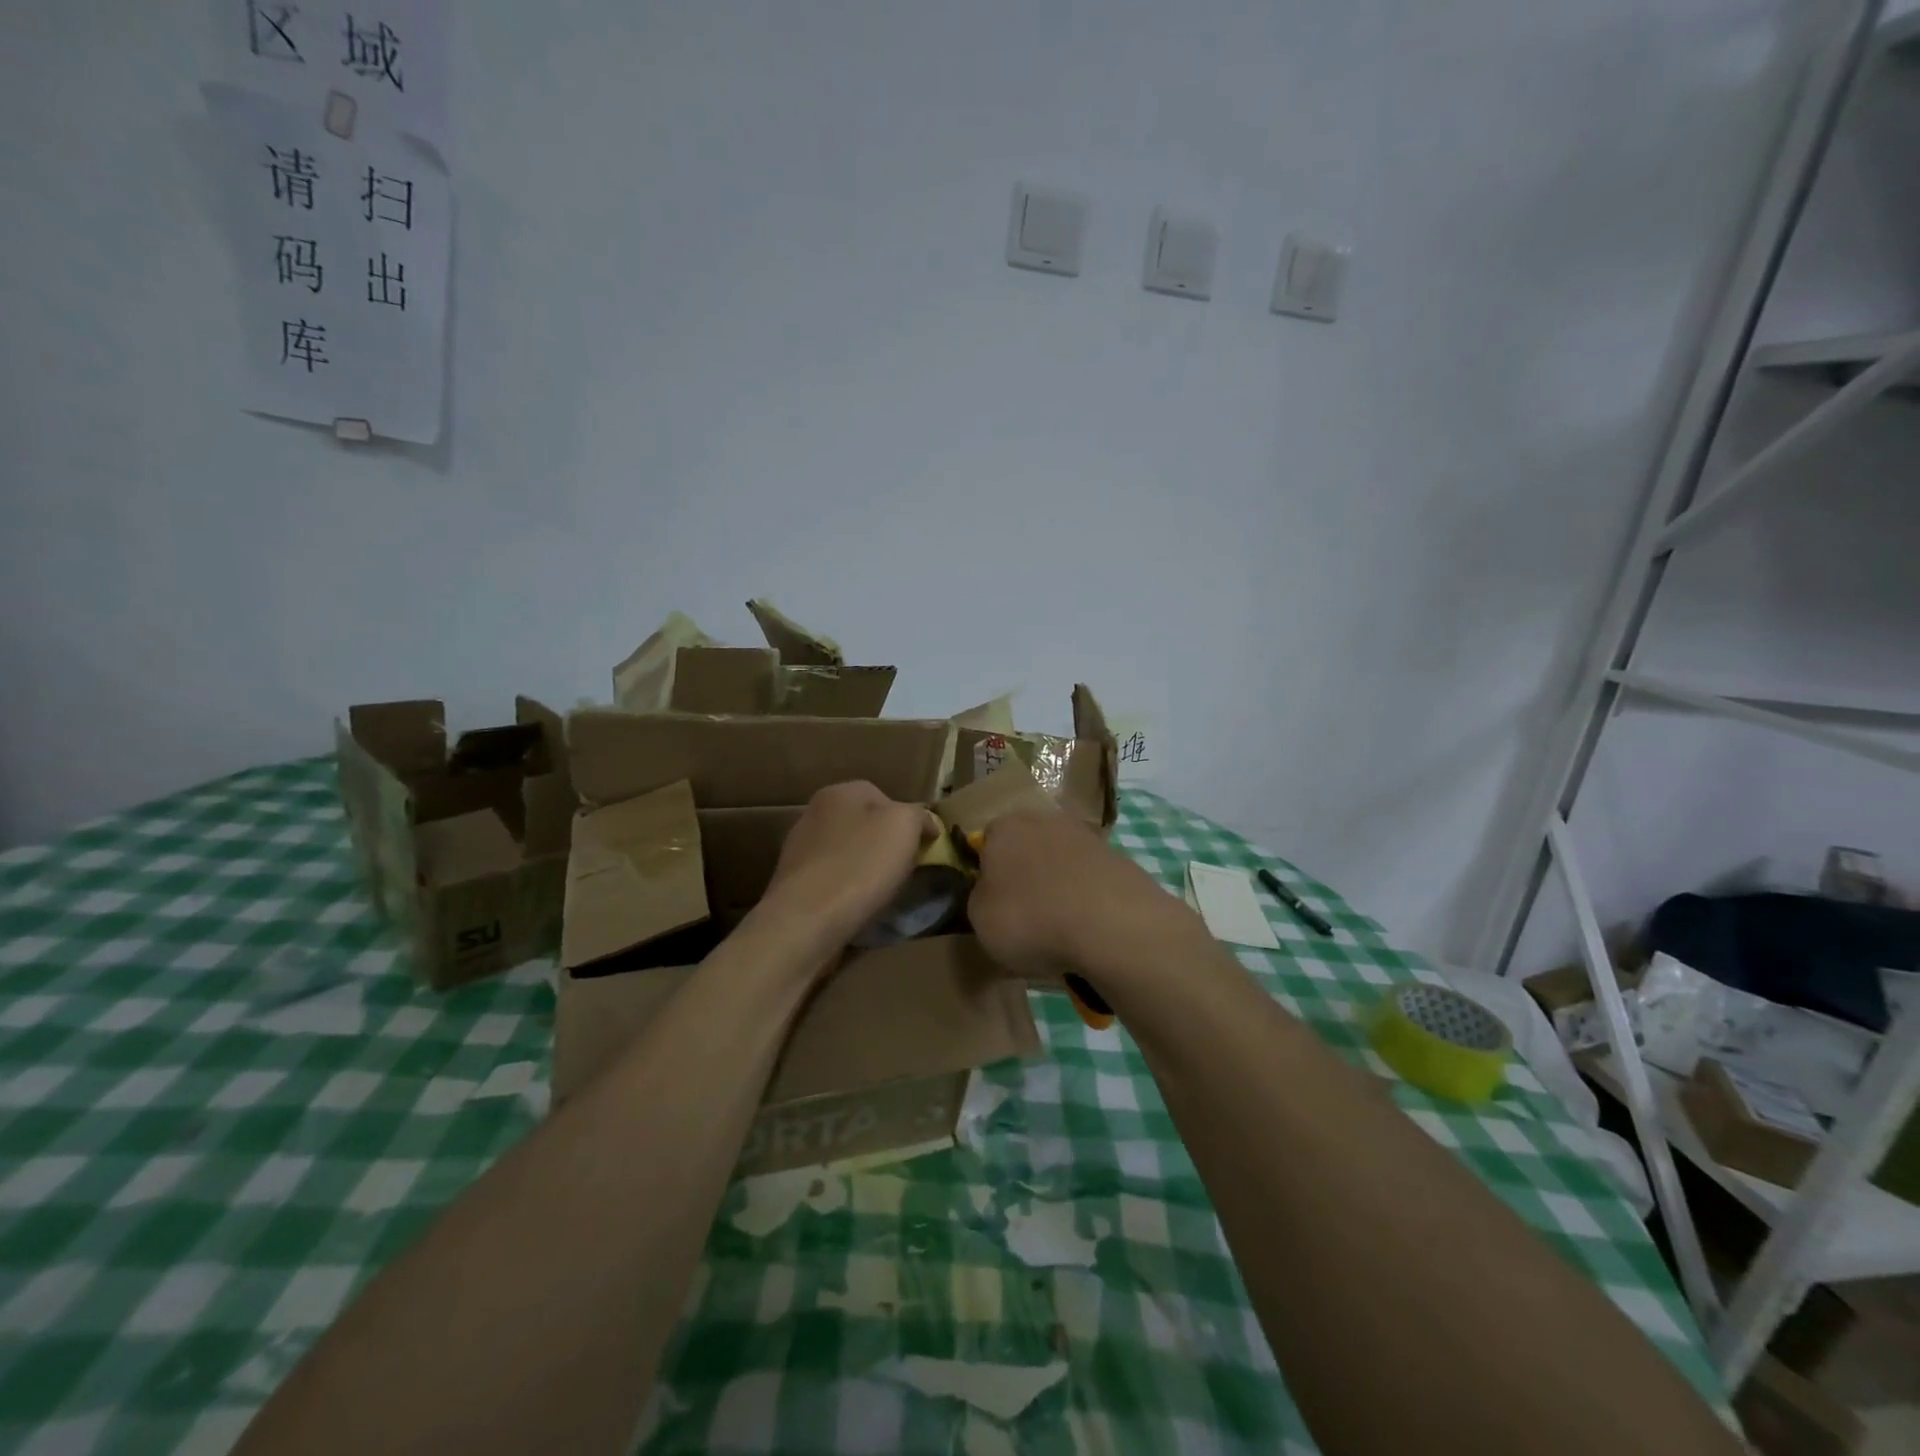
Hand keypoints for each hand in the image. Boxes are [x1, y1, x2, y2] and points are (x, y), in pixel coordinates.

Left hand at [758, 781, 939, 951]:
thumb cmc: (861, 865)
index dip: (908, 820)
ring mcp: (798, 849)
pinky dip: (846, 889)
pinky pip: (830, 879)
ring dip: (864, 867)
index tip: (923, 846)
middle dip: (885, 844)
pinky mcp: (792, 884)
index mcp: (839, 792)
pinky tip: (855, 906)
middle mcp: (813, 813)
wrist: (806, 920)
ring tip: (881, 891)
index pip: (884, 796)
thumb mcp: (905, 826)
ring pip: (846, 852)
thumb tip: (925, 823)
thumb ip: (919, 815)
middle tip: (905, 868)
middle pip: (863, 824)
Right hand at [967, 811, 1199, 980]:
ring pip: (1061, 862)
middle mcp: (1044, 820)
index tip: (992, 903)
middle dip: (1025, 875)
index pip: (986, 841)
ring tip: (1061, 929)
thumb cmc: (1031, 919)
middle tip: (1025, 915)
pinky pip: (1091, 880)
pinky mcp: (1119, 858)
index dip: (987, 872)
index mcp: (1004, 828)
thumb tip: (989, 893)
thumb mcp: (980, 920)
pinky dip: (1088, 899)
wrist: (1111, 925)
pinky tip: (1089, 928)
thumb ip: (979, 898)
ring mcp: (1086, 836)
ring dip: (1059, 886)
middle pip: (1027, 847)